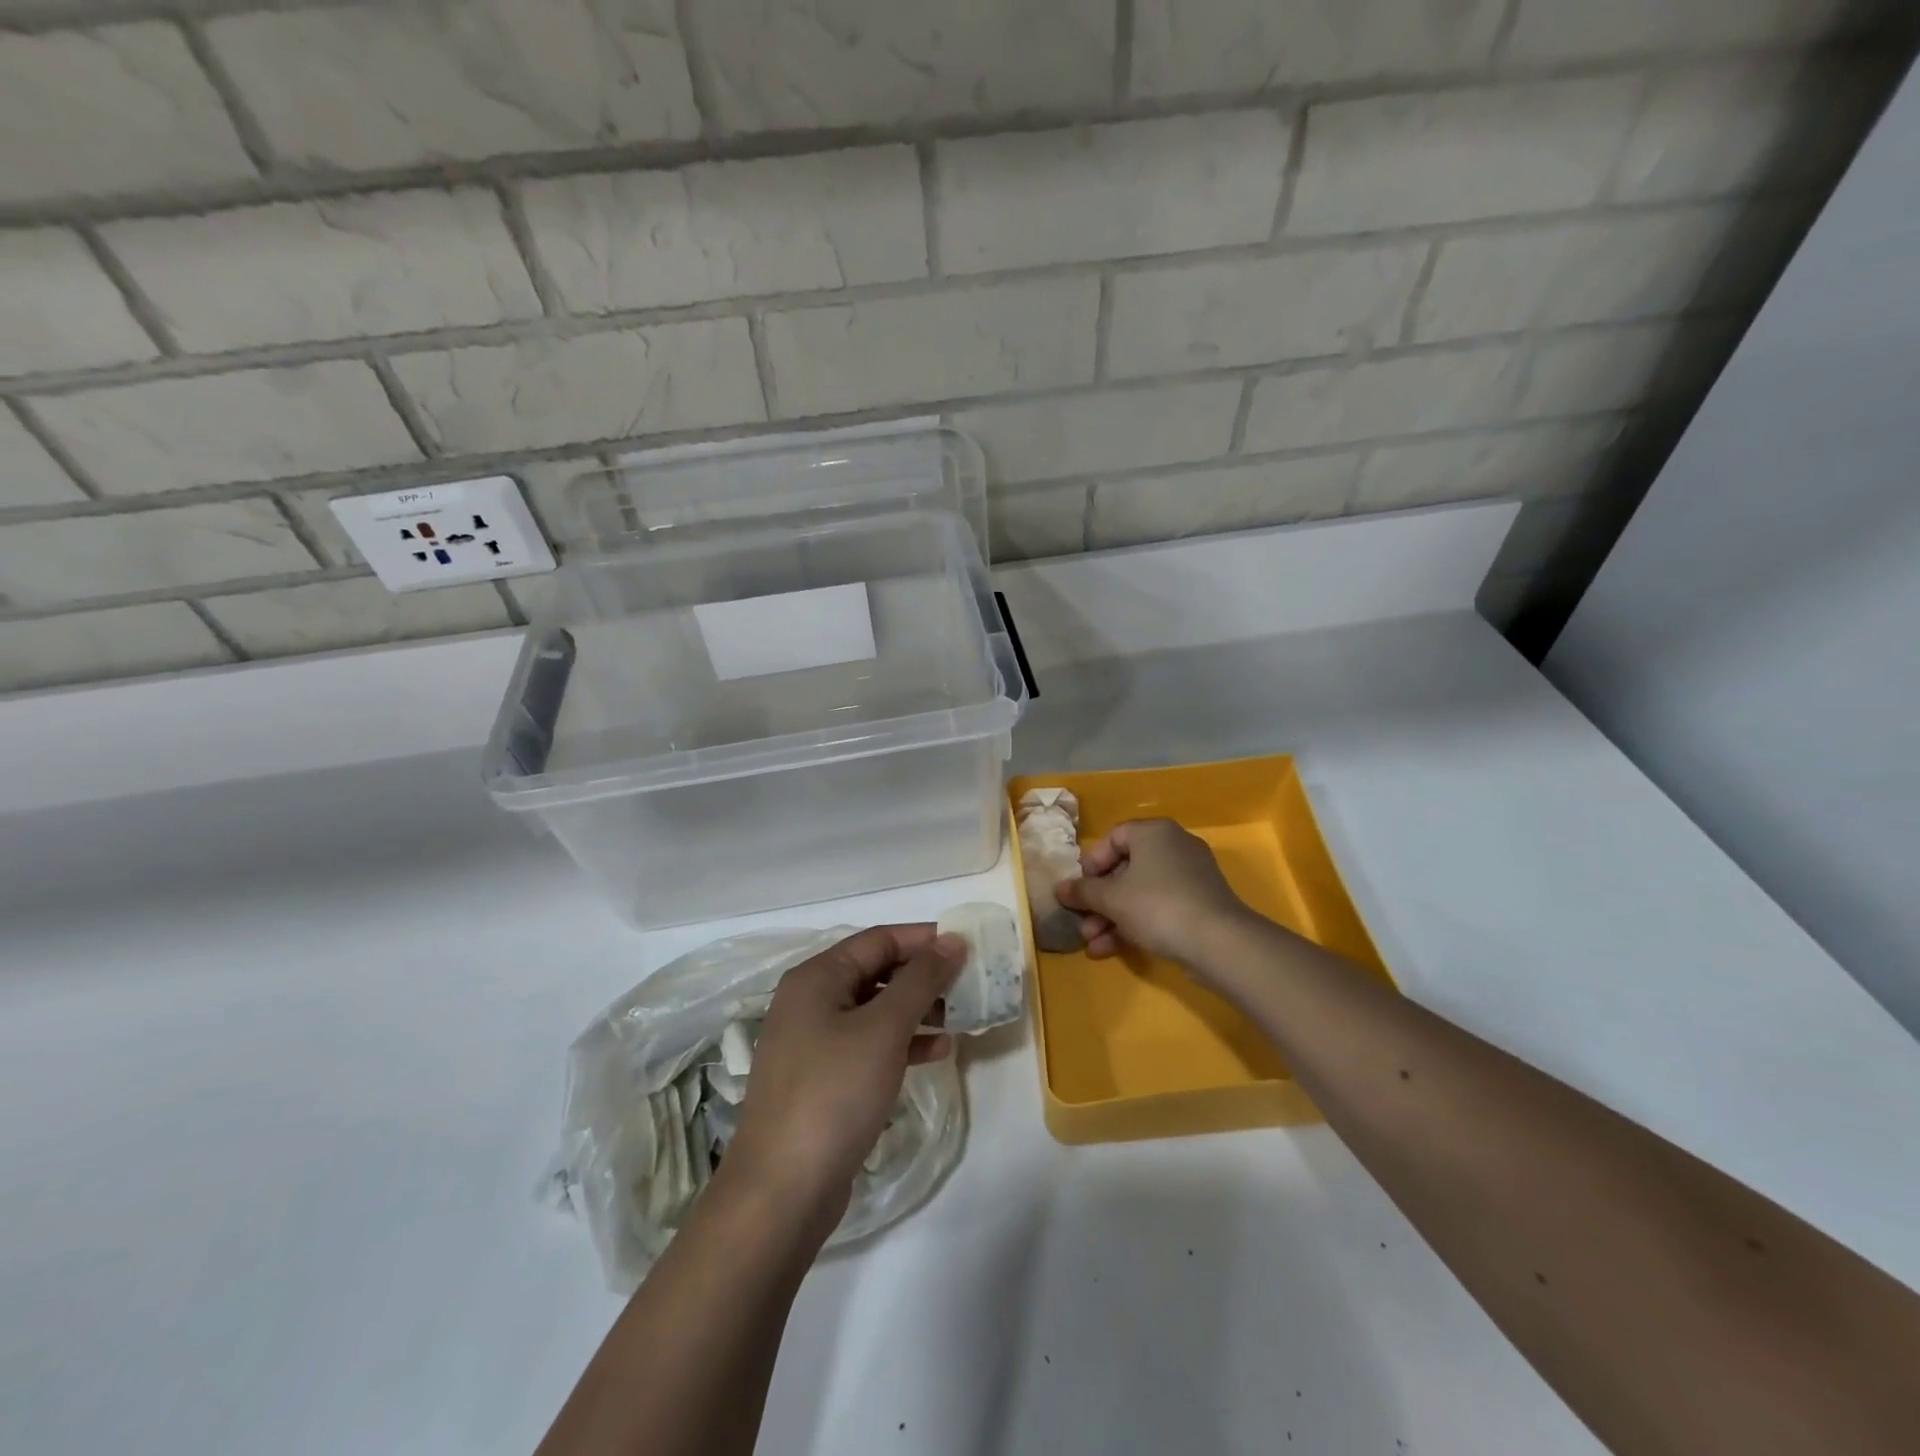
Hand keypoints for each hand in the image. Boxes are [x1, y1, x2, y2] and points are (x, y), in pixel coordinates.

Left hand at [723, 926, 962, 1239]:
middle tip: (969, 984)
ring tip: (961, 1017)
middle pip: (877, 972)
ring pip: (876, 1010)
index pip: (879, 940)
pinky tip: (937, 1052)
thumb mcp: (884, 1028)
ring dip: (918, 1010)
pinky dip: (902, 1043)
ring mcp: (814, 1042)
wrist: (782, 1190)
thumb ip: (921, 979)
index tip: (967, 947)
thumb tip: (952, 941)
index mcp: (817, 977)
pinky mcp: (823, 1079)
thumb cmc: (834, 1092)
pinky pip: (870, 1045)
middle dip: (923, 976)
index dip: (924, 939)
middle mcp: (811, 1001)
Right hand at [1055, 819, 1252, 968]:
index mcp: (1153, 832)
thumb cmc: (1157, 905)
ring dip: (1112, 918)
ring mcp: (1190, 876)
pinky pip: (1158, 907)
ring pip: (1139, 893)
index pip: (1113, 838)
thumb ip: (1082, 892)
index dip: (1091, 864)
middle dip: (1099, 901)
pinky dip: (1135, 924)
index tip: (1079, 889)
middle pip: (1125, 869)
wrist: (1218, 942)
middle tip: (1082, 922)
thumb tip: (1060, 889)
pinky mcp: (1198, 904)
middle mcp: (1173, 846)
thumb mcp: (1111, 898)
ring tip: (1092, 944)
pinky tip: (1111, 949)